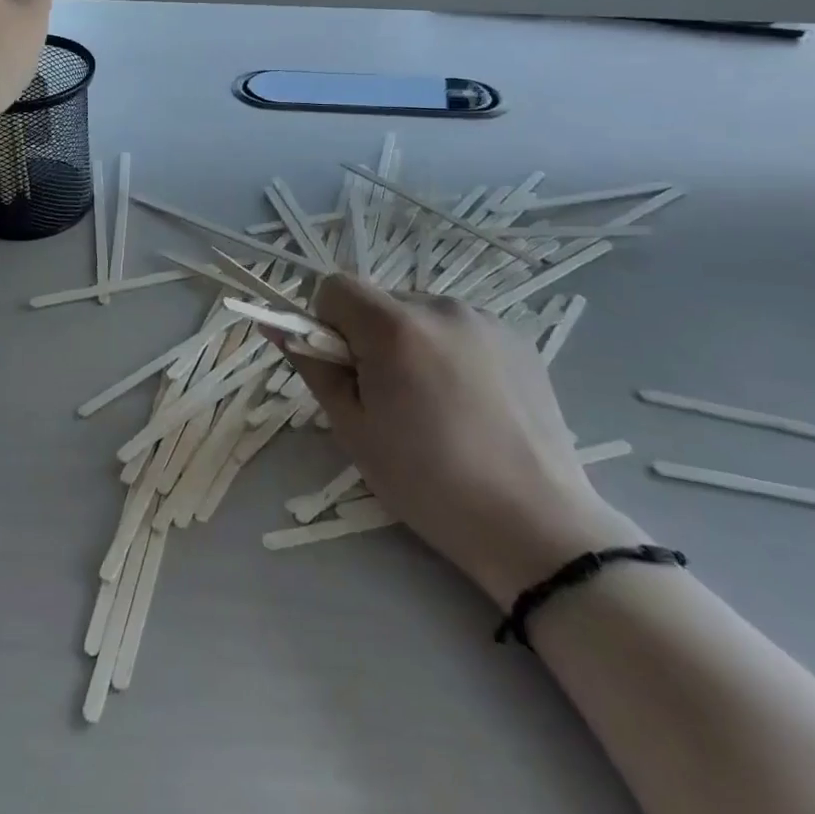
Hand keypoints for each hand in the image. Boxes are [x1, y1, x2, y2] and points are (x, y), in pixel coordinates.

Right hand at [289, 276, 635, 604]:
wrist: (536, 526)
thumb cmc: (429, 484)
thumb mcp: (354, 430)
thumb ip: (314, 367)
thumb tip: (278, 326)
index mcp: (395, 327)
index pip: (336, 287)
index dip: (328, 324)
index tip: (346, 370)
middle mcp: (441, 306)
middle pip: (380, 301)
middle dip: (371, 337)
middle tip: (390, 399)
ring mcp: (486, 320)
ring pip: (420, 315)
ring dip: (412, 344)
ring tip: (437, 406)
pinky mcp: (518, 338)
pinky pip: (461, 329)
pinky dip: (450, 352)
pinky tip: (472, 405)